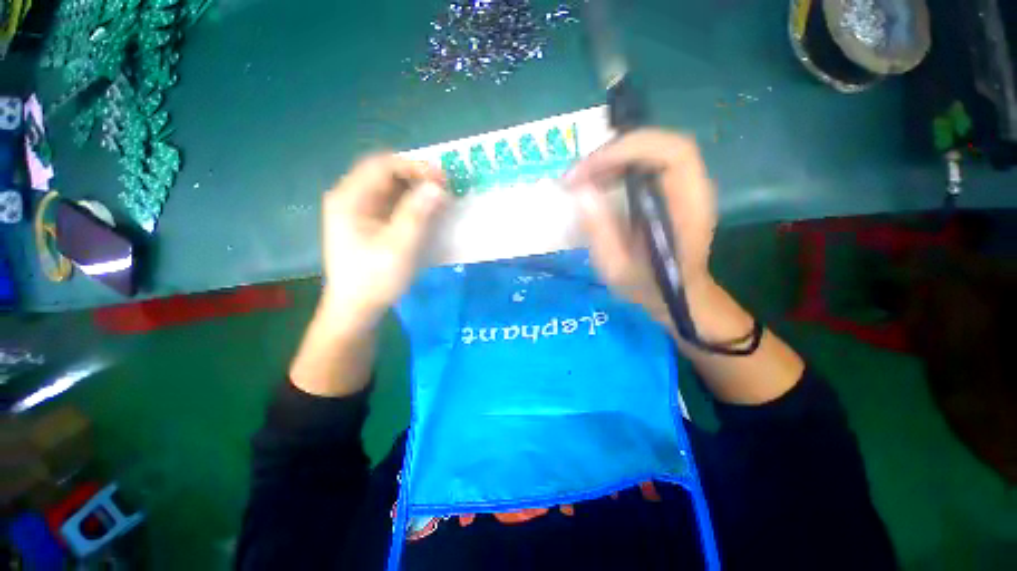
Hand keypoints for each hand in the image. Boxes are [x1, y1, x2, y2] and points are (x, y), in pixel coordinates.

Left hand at [319, 154, 447, 330]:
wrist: (356, 308)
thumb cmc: (375, 279)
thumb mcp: (399, 247)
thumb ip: (418, 214)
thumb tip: (438, 187)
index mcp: (350, 198)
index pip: (383, 165)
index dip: (415, 167)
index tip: (443, 179)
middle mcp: (350, 197)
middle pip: (385, 173)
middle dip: (417, 177)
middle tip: (444, 189)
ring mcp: (358, 210)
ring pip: (390, 188)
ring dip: (416, 190)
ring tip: (440, 200)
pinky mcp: (367, 222)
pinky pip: (391, 203)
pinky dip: (411, 203)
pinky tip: (426, 213)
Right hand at [564, 130, 716, 324]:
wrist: (676, 296)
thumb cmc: (649, 287)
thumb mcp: (618, 269)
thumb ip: (601, 232)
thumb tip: (581, 192)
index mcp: (689, 207)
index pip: (672, 152)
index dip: (628, 150)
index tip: (587, 170)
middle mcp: (693, 188)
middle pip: (660, 144)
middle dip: (614, 152)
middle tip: (578, 174)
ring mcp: (684, 186)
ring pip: (651, 150)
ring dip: (613, 158)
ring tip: (582, 178)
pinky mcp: (671, 190)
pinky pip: (646, 164)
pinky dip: (618, 166)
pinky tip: (598, 182)